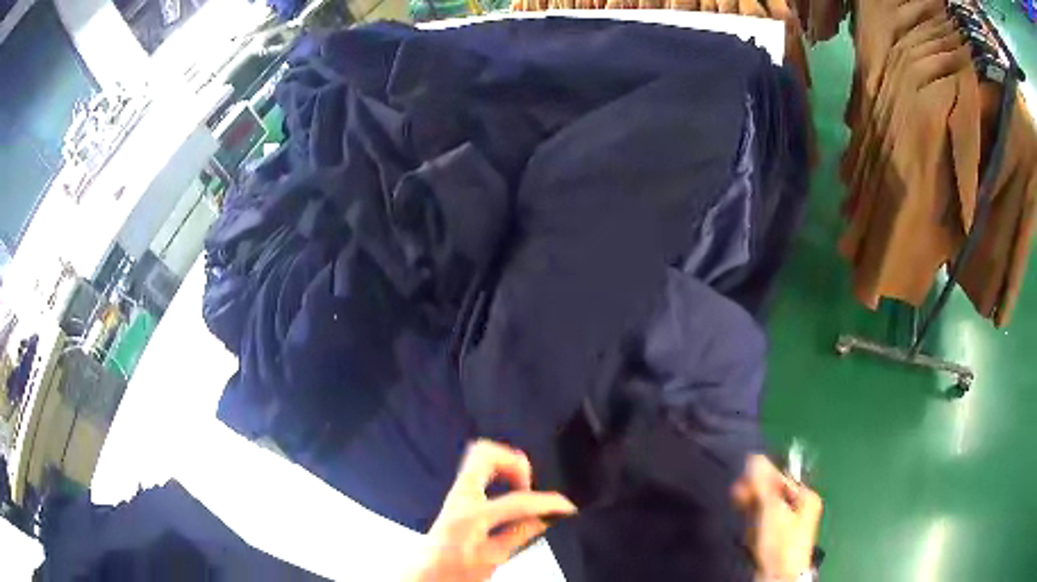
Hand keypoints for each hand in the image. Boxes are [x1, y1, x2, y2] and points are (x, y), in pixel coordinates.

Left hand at [408, 440, 577, 581]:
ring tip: (523, 488)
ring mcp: (456, 492)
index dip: (547, 502)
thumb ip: (519, 535)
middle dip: (515, 462)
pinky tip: (511, 491)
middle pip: (485, 453)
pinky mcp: (458, 494)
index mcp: (469, 517)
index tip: (565, 507)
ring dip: (507, 465)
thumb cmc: (451, 570)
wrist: (426, 573)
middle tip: (531, 485)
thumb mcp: (492, 560)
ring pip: (481, 455)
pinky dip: (500, 471)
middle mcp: (459, 497)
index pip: (516, 500)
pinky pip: (480, 468)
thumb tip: (545, 518)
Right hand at [732, 455, 822, 580]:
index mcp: (805, 497)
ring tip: (748, 527)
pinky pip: (763, 525)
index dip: (759, 480)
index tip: (740, 485)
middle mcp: (800, 508)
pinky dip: (755, 528)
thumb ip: (763, 483)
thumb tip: (754, 457)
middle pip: (772, 493)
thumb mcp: (771, 510)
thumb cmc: (780, 541)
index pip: (779, 478)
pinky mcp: (777, 539)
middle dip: (754, 498)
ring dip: (753, 515)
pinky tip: (751, 536)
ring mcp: (789, 525)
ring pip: (766, 510)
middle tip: (738, 500)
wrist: (778, 576)